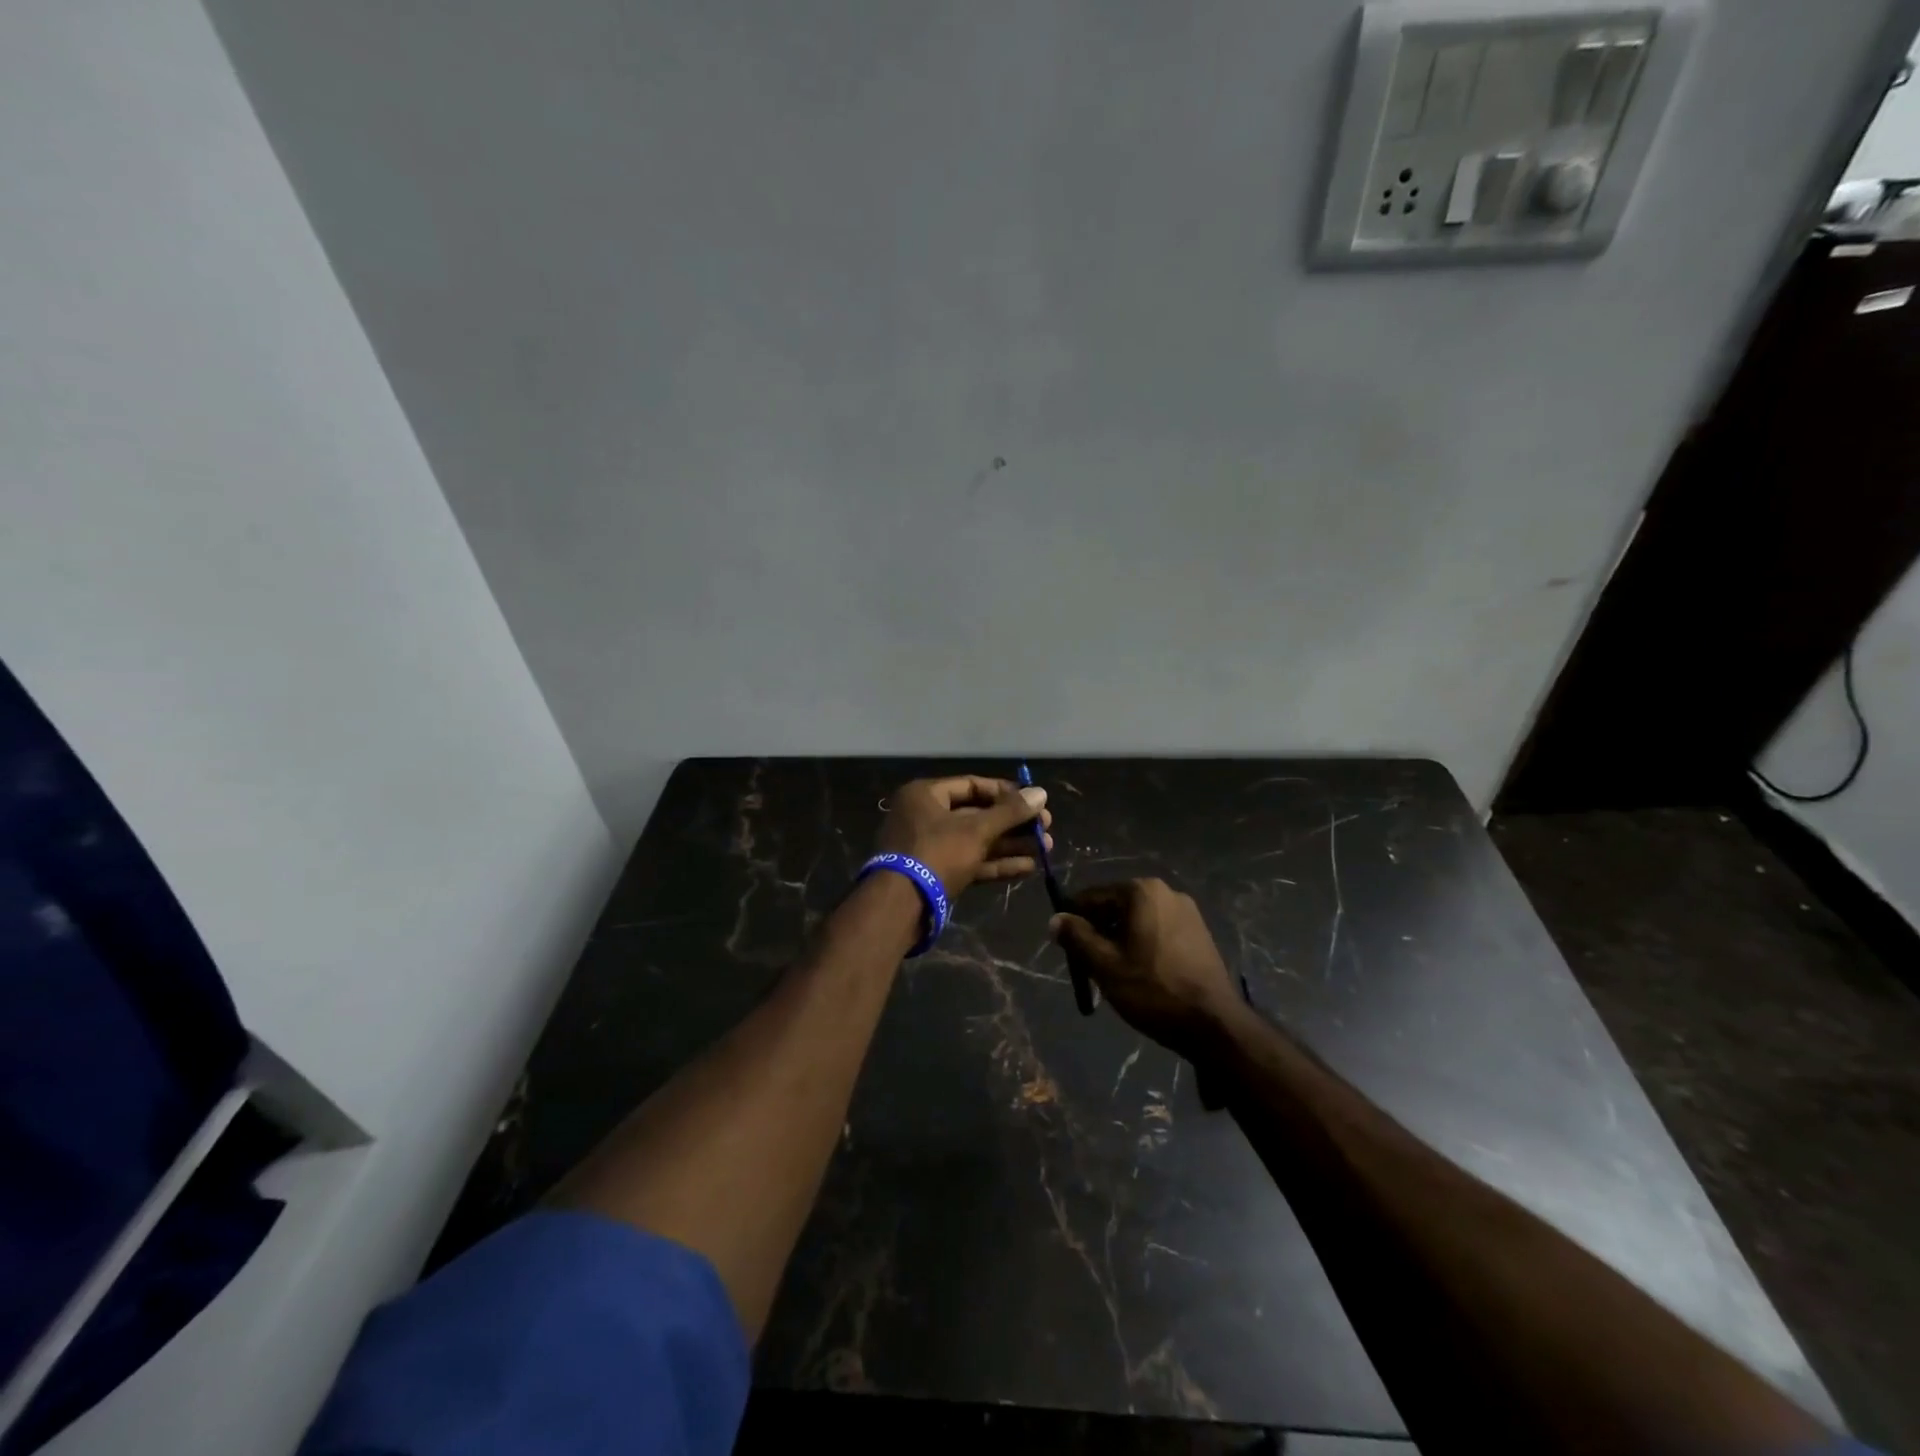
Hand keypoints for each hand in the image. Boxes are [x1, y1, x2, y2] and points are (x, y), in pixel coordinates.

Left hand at [875, 776, 1051, 896]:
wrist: (900, 906)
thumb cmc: (936, 853)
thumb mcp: (976, 830)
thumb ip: (1010, 812)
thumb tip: (1041, 793)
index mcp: (925, 795)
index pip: (972, 785)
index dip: (1005, 792)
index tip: (1034, 801)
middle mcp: (925, 816)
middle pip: (976, 814)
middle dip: (1013, 823)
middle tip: (1045, 828)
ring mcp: (929, 847)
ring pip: (976, 841)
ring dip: (1010, 844)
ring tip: (1046, 848)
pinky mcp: (936, 874)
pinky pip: (970, 862)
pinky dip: (996, 863)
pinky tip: (1028, 867)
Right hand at [1049, 879, 1240, 1057]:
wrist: (1214, 1024)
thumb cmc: (1153, 989)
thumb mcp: (1105, 965)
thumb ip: (1076, 937)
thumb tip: (1055, 919)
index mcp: (1141, 891)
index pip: (1092, 897)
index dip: (1073, 921)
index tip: (1066, 949)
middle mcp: (1166, 891)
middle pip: (1116, 906)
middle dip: (1099, 932)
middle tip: (1089, 966)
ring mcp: (1187, 911)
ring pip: (1137, 920)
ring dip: (1120, 940)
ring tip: (1115, 974)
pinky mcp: (1199, 932)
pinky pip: (1158, 930)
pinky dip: (1143, 945)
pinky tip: (1142, 974)